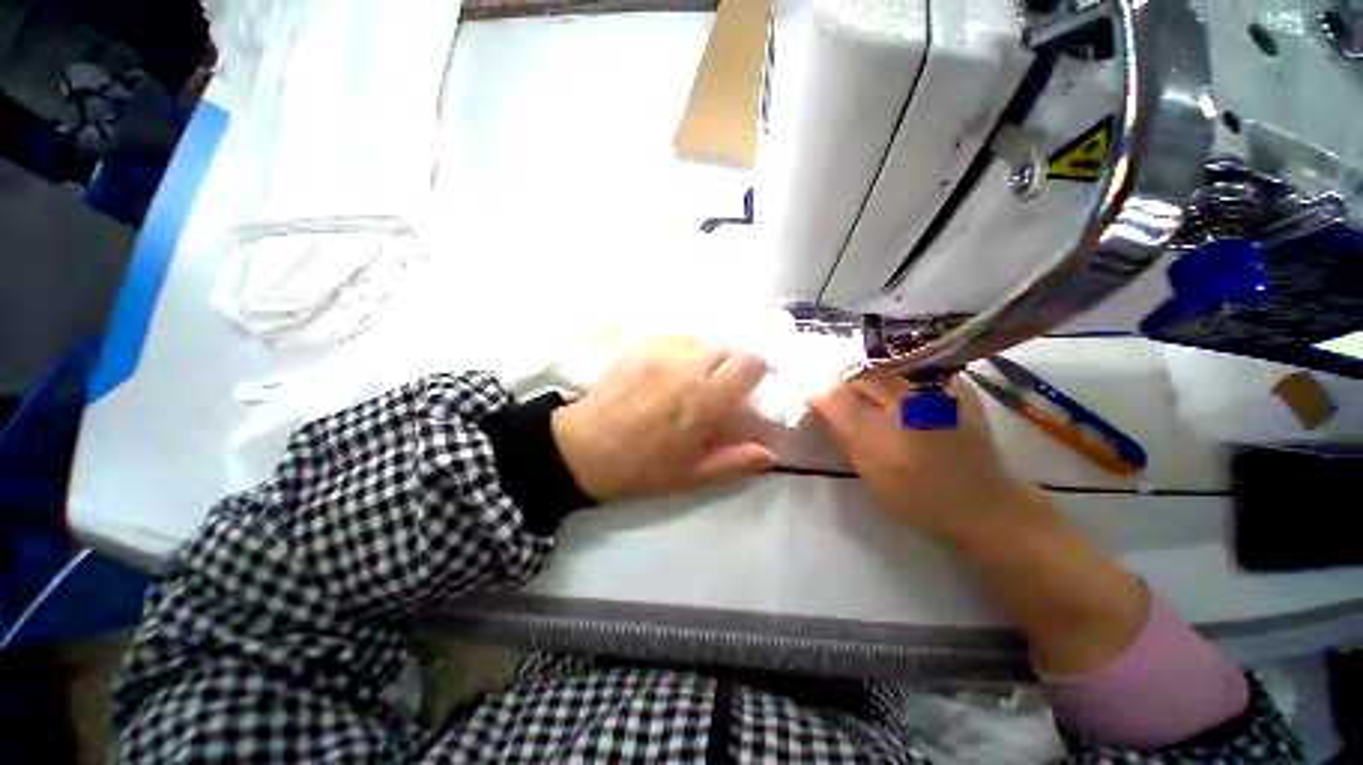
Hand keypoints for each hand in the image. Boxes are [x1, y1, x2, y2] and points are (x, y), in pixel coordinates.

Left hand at [551, 337, 775, 503]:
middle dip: (734, 365)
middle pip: (729, 347)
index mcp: (703, 401)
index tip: (751, 387)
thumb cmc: (639, 469)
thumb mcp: (690, 477)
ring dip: (708, 358)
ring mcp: (660, 351)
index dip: (758, 370)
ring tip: (694, 381)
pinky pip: (677, 339)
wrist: (581, 449)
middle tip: (721, 388)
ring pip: (703, 341)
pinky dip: (684, 352)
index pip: (750, 362)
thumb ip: (734, 461)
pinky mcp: (641, 346)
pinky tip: (670, 373)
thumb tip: (769, 451)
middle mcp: (686, 367)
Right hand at [809, 370, 1055, 544]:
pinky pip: (912, 365)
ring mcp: (936, 391)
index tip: (817, 398)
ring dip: (866, 370)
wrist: (982, 502)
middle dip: (841, 377)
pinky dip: (894, 371)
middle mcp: (909, 407)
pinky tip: (896, 387)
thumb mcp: (869, 473)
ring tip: (865, 385)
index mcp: (883, 437)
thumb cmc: (918, 498)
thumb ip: (841, 435)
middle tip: (839, 389)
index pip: (836, 398)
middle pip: (859, 371)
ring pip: (884, 361)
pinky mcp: (956, 385)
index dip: (820, 393)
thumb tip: (820, 404)